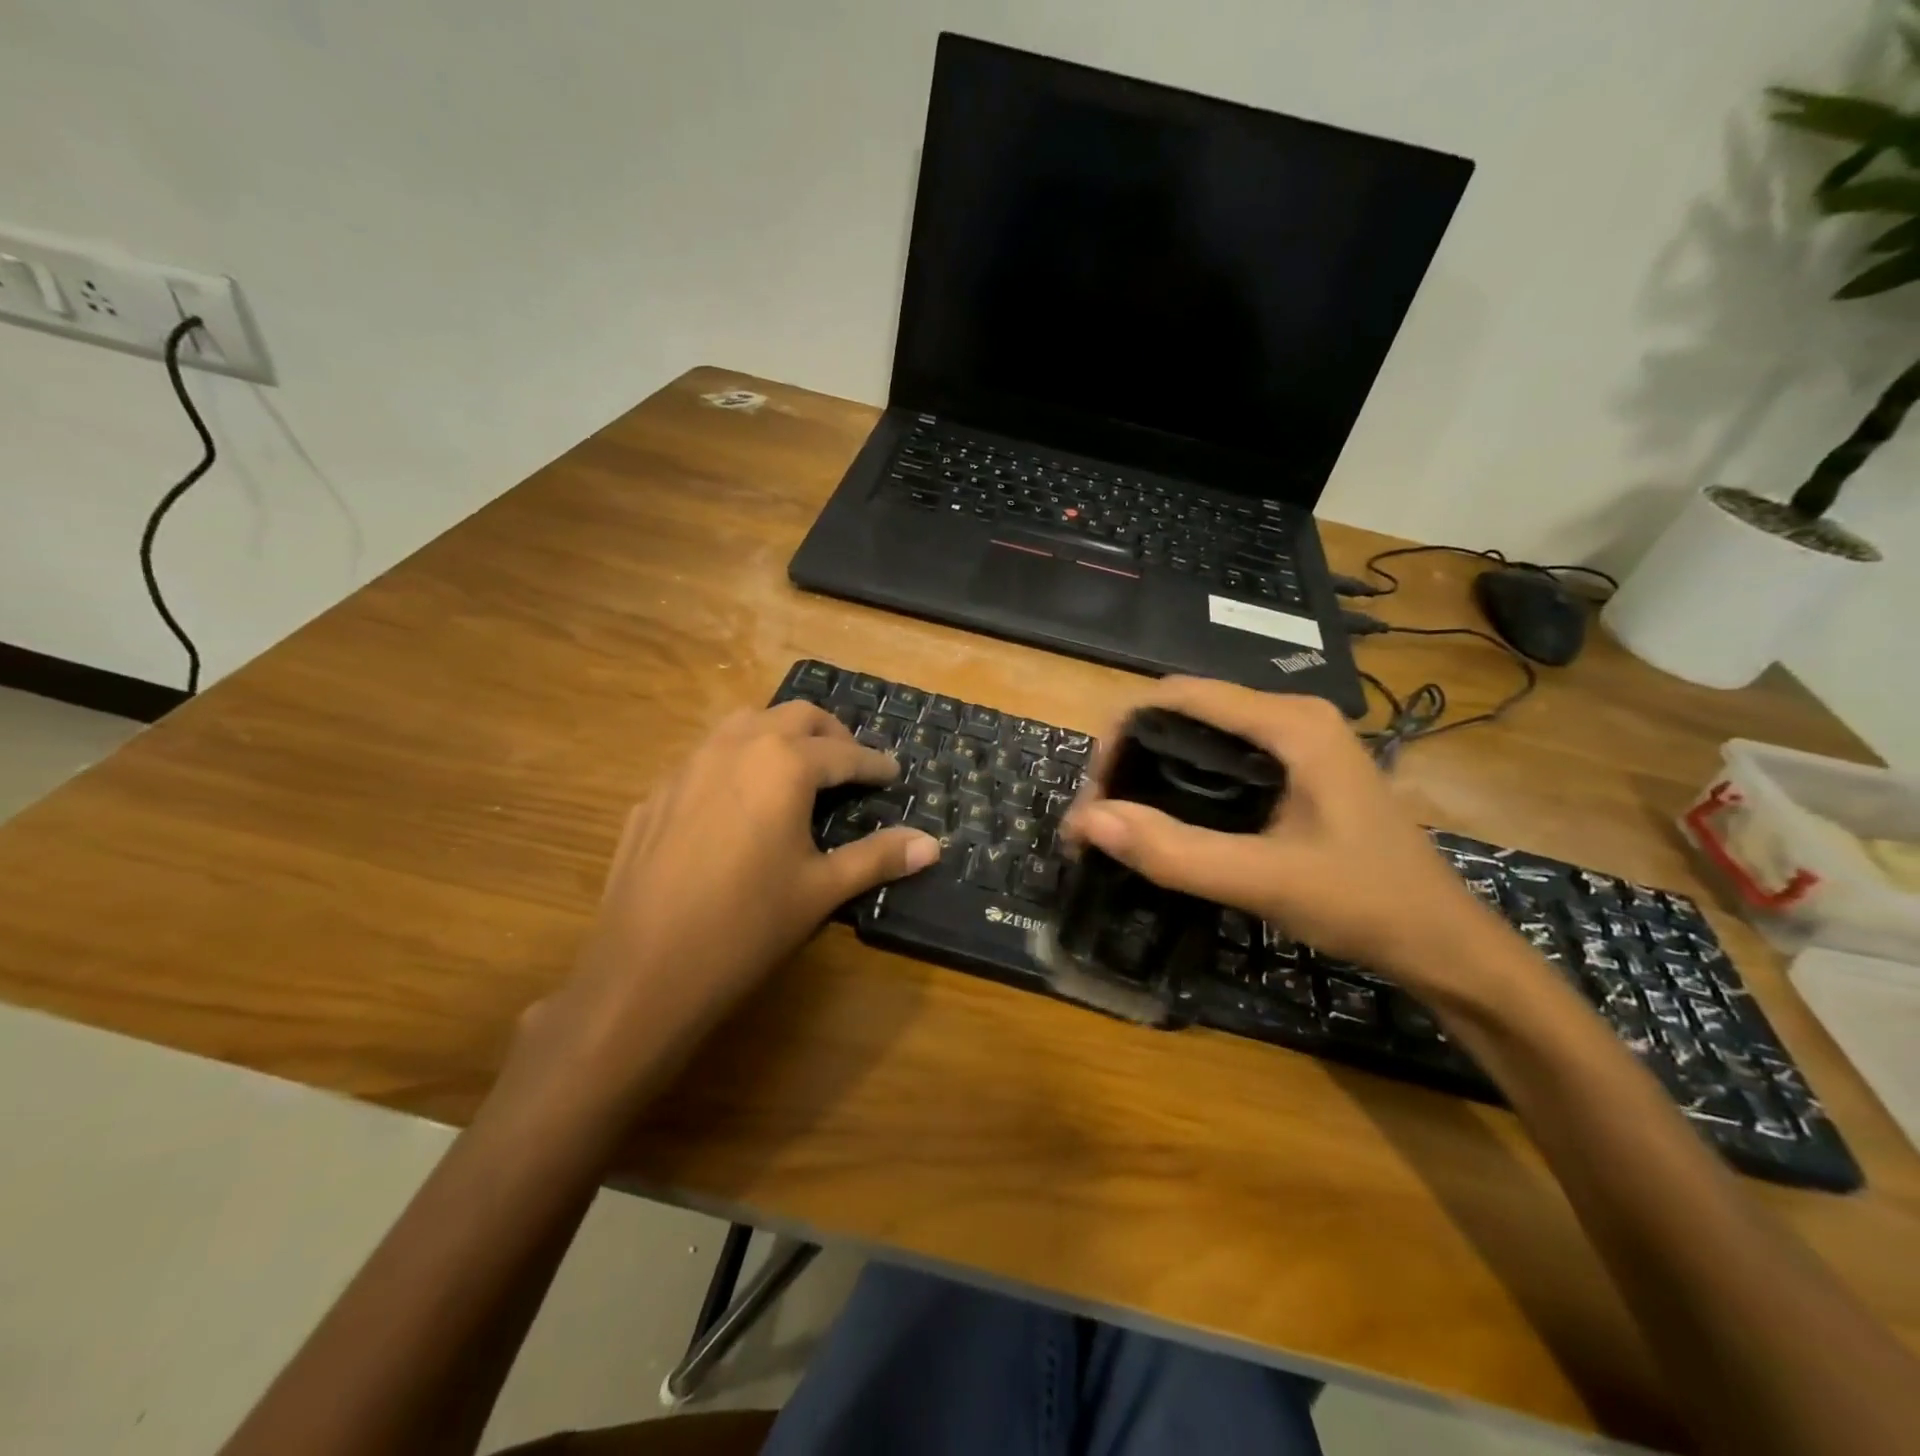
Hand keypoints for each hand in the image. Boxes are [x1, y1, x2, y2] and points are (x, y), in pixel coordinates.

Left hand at [504, 702, 939, 1115]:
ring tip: (797, 769)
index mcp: (783, 765)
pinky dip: (737, 762)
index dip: (874, 764)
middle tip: (850, 764)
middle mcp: (735, 747)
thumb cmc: (747, 926)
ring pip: (744, 724)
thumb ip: (877, 858)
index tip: (893, 773)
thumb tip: (932, 844)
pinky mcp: (655, 794)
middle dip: (830, 734)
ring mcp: (688, 766)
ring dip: (779, 735)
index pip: (843, 754)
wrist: (644, 971)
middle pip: (794, 716)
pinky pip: (706, 757)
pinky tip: (738, 803)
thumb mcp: (821, 890)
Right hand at [1064, 678, 1505, 993]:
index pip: (1179, 695)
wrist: (1445, 945)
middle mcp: (1292, 717)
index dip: (1122, 732)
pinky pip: (1222, 759)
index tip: (1093, 790)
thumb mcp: (1263, 880)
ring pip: (1201, 735)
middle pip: (1186, 711)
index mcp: (1290, 723)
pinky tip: (1166, 819)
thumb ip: (1174, 851)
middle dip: (1131, 753)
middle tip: (1101, 813)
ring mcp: (1298, 743)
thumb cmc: (1365, 904)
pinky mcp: (1298, 771)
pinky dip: (1182, 781)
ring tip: (1120, 817)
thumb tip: (1087, 821)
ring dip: (1152, 768)